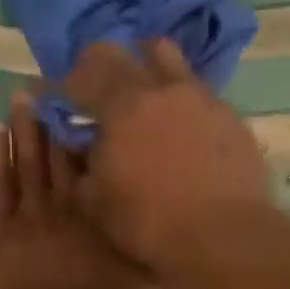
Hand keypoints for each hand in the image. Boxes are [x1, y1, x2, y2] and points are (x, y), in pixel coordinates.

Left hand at [0, 94, 182, 288]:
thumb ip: (176, 269)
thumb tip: (197, 244)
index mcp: (108, 220)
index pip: (106, 170)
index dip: (102, 136)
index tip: (101, 104)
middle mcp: (71, 208)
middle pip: (63, 155)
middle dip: (61, 118)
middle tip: (57, 81)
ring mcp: (30, 218)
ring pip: (28, 161)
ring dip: (27, 127)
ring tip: (25, 92)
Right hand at [62, 39, 274, 274]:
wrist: (225, 237)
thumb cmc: (151, 224)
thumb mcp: (97, 202)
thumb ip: (83, 164)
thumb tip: (81, 144)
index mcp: (122, 105)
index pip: (82, 73)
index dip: (62, 85)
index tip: (55, 99)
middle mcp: (164, 89)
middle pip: (127, 51)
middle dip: (104, 66)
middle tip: (99, 92)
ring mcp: (203, 99)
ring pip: (171, 61)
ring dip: (150, 70)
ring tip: (147, 100)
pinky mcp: (233, 118)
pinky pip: (201, 95)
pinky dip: (184, 104)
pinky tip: (185, 132)